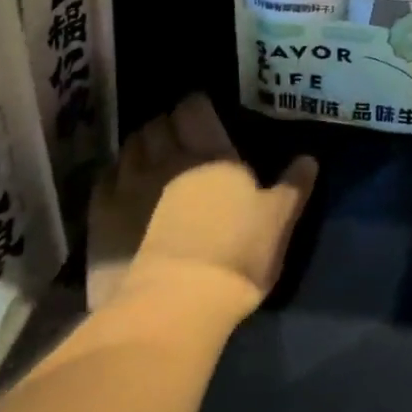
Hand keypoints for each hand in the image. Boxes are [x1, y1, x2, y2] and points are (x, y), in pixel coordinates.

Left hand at [86, 93, 317, 313]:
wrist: (173, 306)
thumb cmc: (235, 256)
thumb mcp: (278, 222)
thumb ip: (293, 186)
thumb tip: (309, 158)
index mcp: (211, 154)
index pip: (195, 109)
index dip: (197, 105)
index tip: (203, 110)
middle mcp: (167, 158)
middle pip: (159, 123)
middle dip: (167, 123)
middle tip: (179, 134)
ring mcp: (129, 185)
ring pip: (130, 146)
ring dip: (141, 144)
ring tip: (151, 155)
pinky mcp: (102, 215)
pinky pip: (106, 178)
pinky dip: (116, 173)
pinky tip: (123, 184)